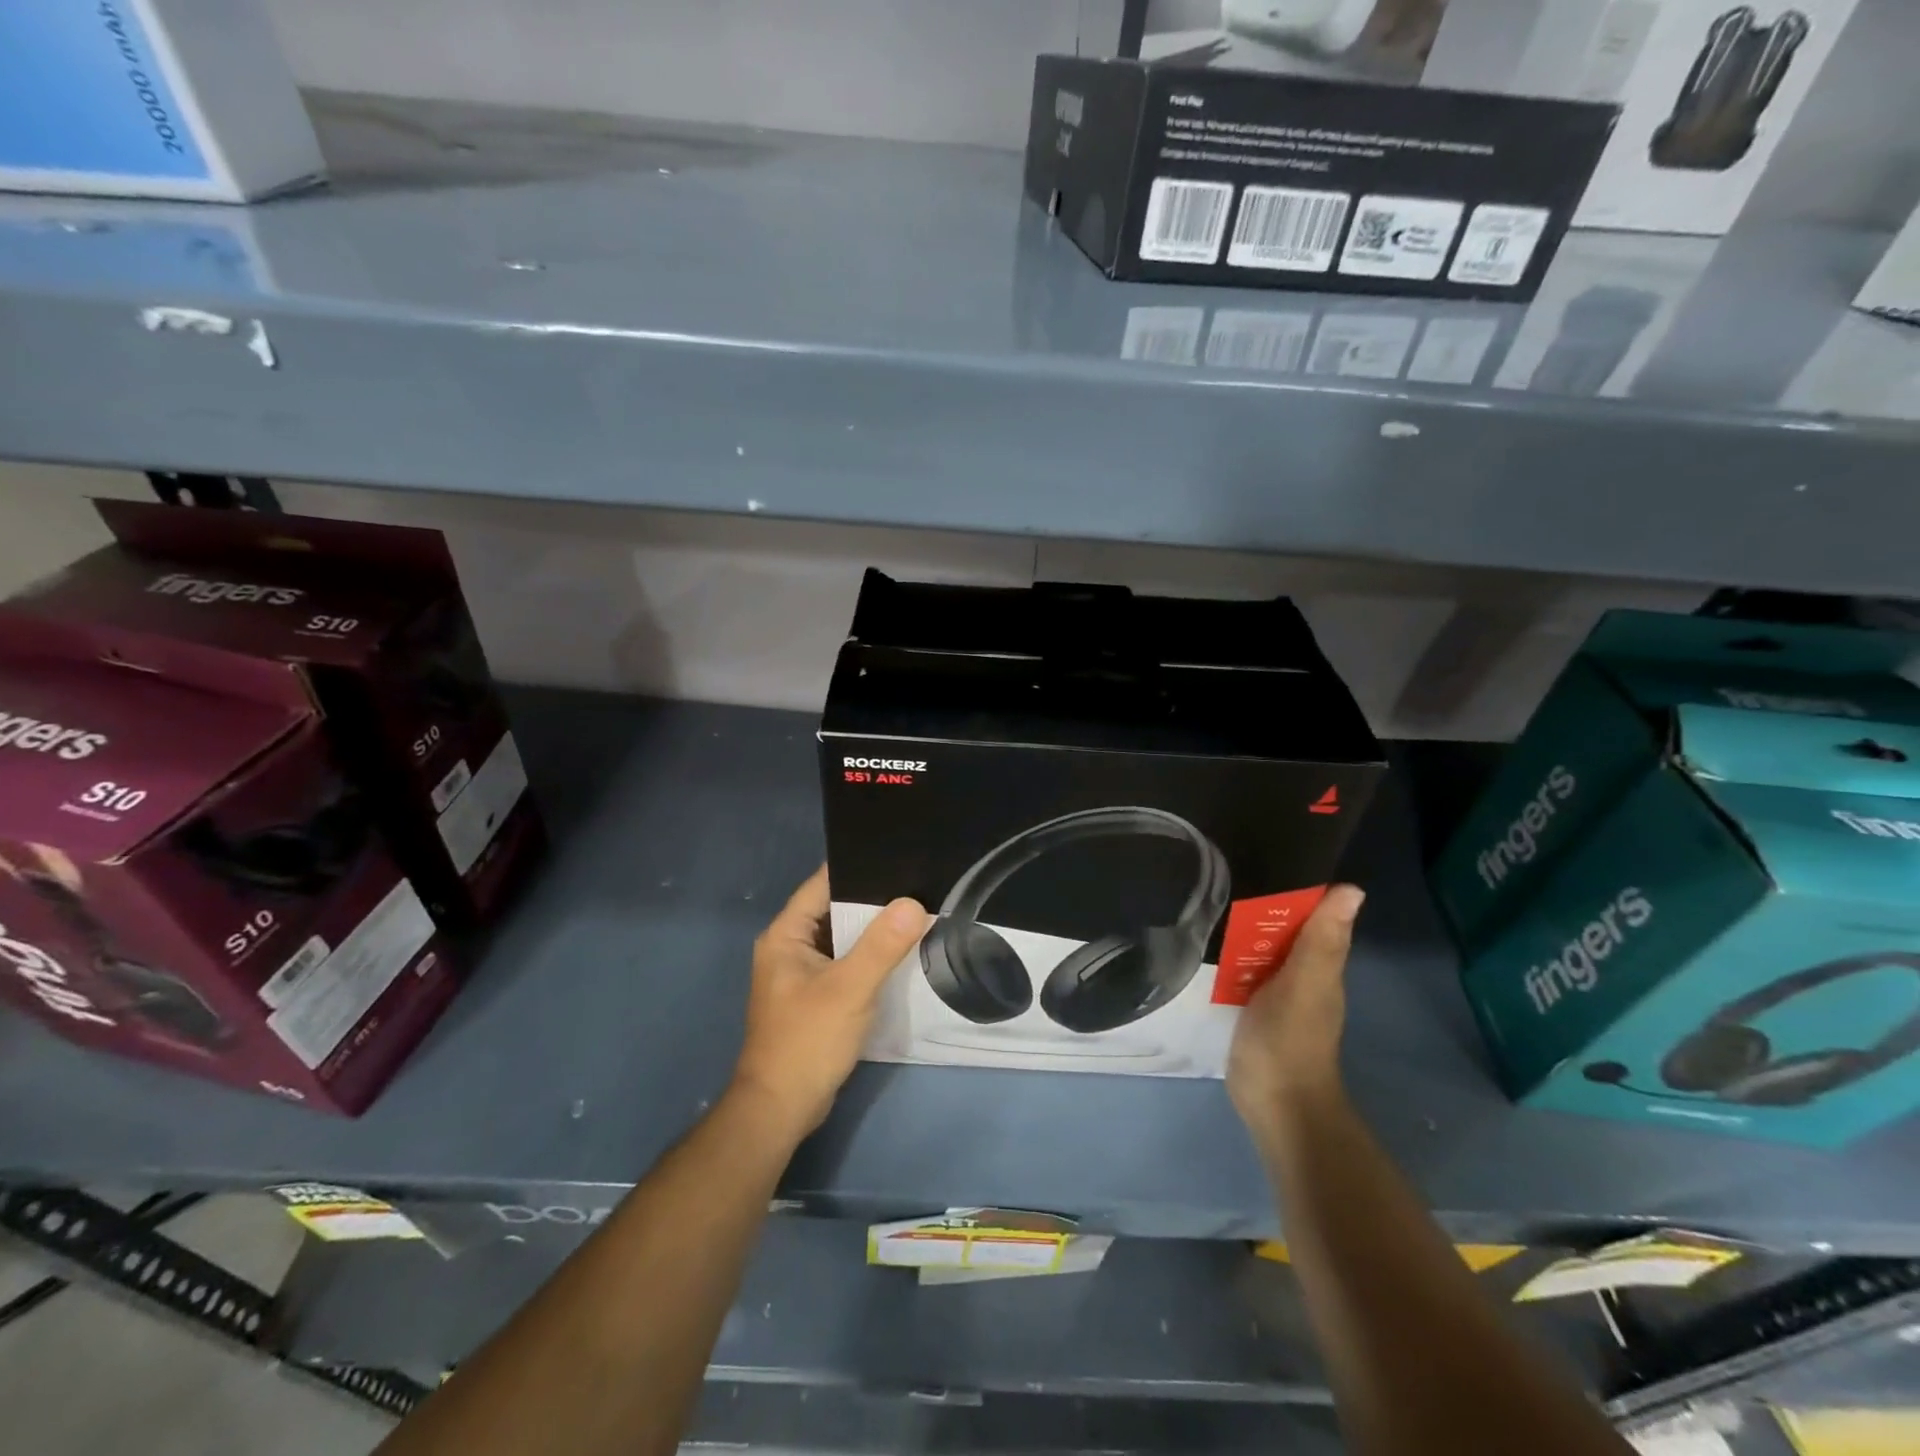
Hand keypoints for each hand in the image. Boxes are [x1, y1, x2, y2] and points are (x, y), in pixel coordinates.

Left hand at [731, 867, 928, 1138]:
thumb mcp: (849, 989)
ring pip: (844, 937)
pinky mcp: (817, 996)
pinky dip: (871, 956)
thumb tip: (914, 902)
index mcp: (785, 935)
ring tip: (919, 909)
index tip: (899, 854)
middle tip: (919, 882)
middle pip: (836, 909)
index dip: (859, 867)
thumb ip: (881, 946)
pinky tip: (903, 952)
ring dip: (875, 929)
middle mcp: (790, 947)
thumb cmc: (807, 1041)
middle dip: (874, 898)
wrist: (782, 1109)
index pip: (823, 884)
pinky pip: (847, 962)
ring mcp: (803, 973)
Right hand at [1227, 884, 1363, 1139]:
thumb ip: (1322, 941)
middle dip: (1263, 900)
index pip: (1313, 912)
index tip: (1264, 852)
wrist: (1275, 1103)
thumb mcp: (1305, 985)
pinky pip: (1245, 967)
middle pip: (1285, 927)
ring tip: (1206, 892)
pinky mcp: (1253, 1004)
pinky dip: (1232, 951)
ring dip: (1244, 925)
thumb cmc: (1290, 1040)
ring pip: (1263, 946)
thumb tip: (1352, 888)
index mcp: (1321, 963)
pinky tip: (1207, 936)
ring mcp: (1276, 990)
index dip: (1296, 885)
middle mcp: (1302, 972)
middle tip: (1222, 866)